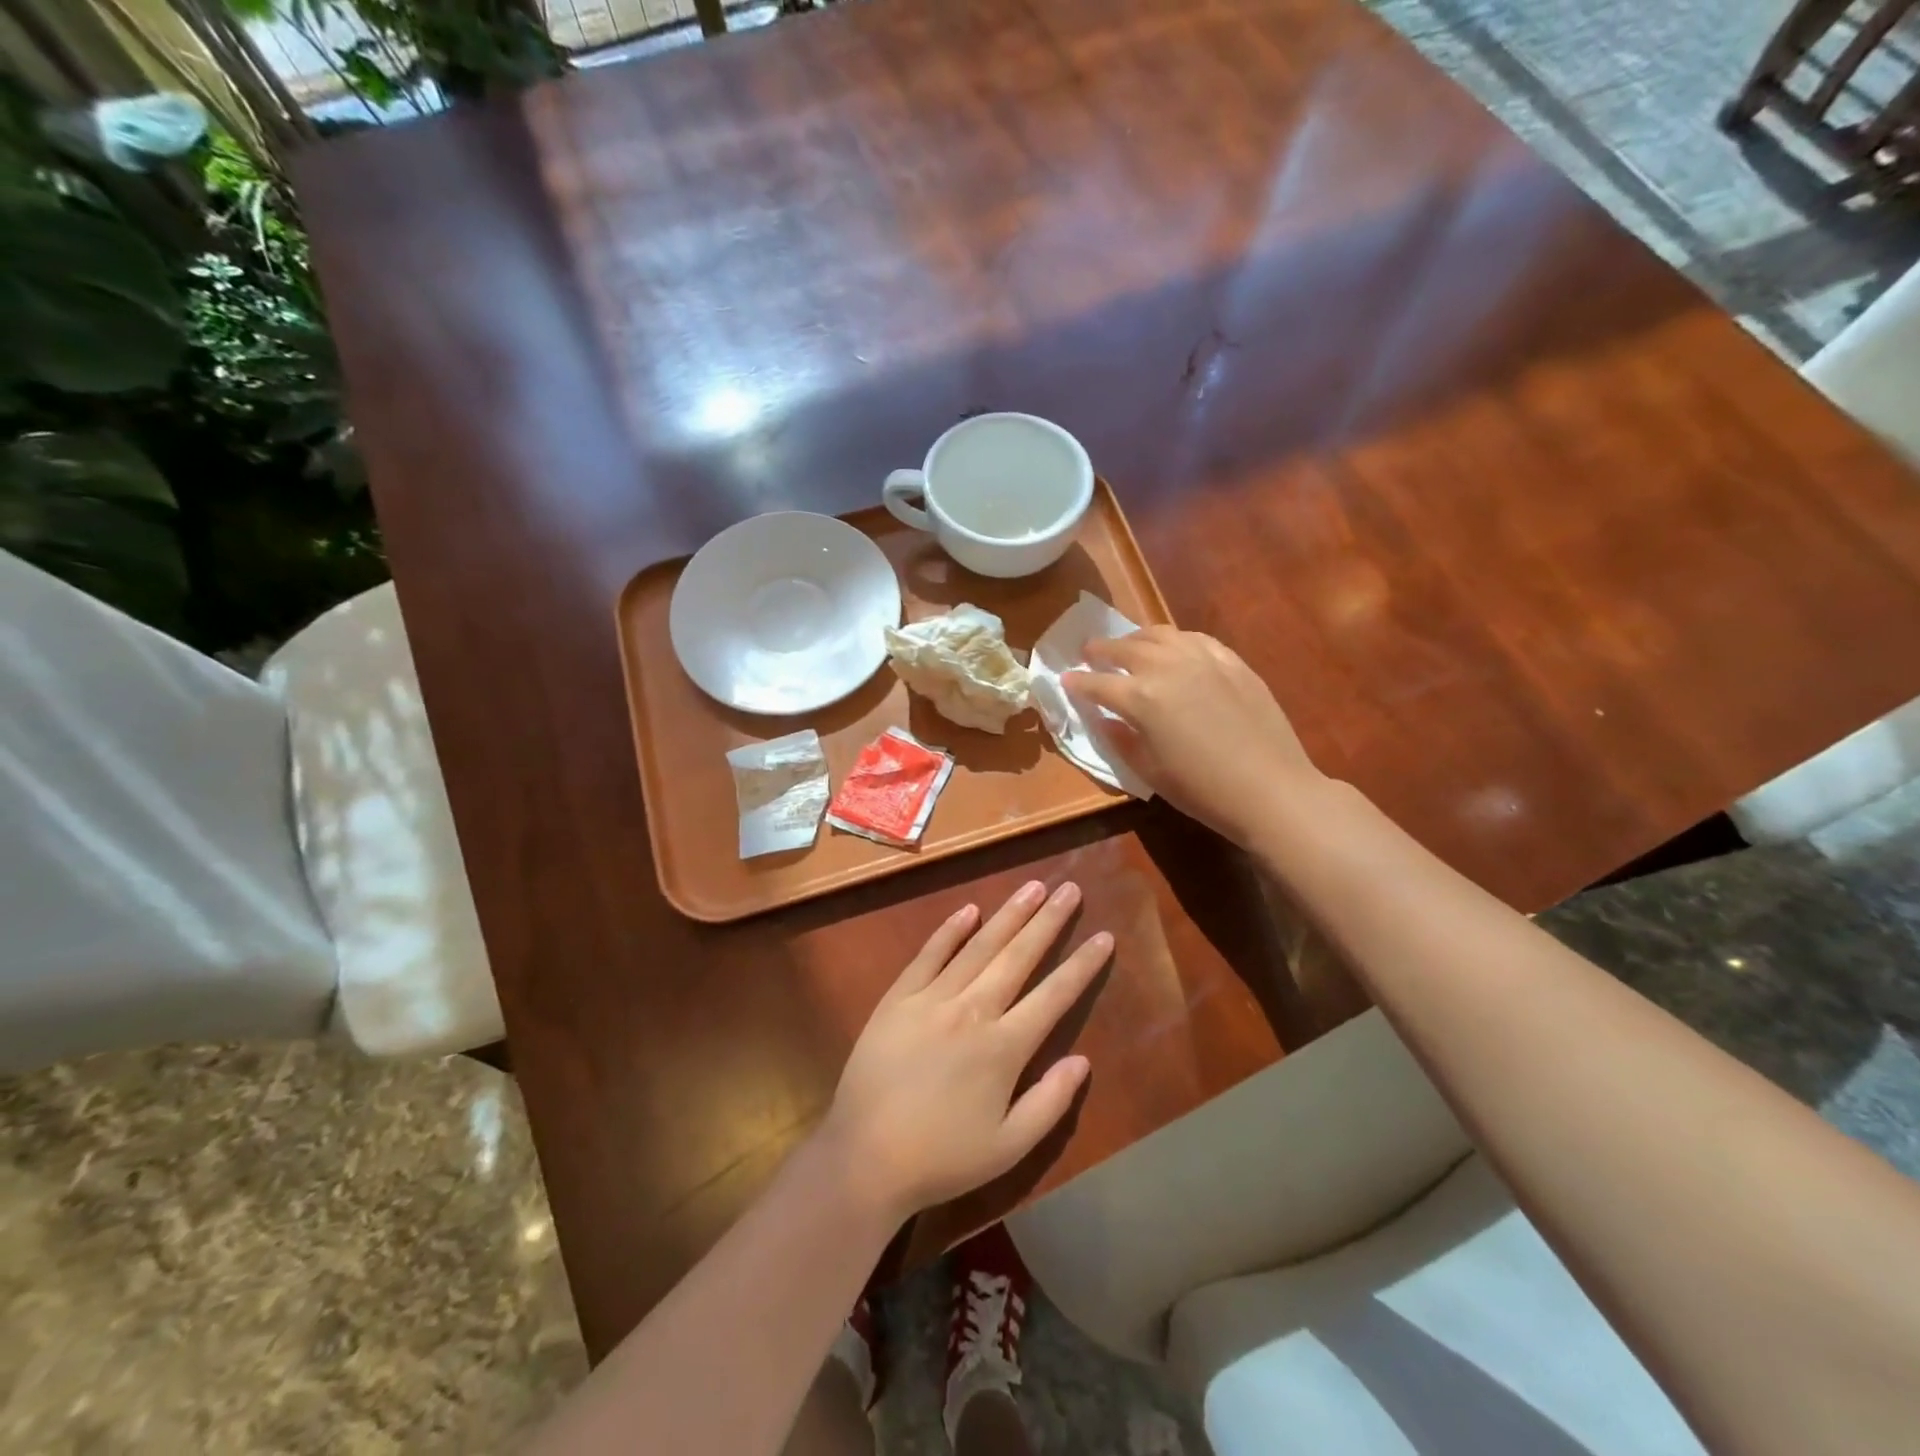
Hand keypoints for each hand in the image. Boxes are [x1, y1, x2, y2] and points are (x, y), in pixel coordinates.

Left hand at [820, 881, 1110, 1223]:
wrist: (864, 1157)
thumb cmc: (942, 1158)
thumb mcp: (1009, 1148)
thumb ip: (1050, 1103)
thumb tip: (1082, 1060)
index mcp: (1004, 1048)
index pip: (1054, 996)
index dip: (1081, 965)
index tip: (1104, 936)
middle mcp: (972, 1011)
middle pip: (1018, 957)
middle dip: (1048, 921)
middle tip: (1071, 889)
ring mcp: (932, 999)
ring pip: (979, 947)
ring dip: (1008, 915)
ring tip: (1033, 886)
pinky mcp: (898, 998)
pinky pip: (929, 955)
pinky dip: (950, 931)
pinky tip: (969, 910)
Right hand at [1063, 626, 1323, 847]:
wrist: (1270, 789)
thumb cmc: (1202, 790)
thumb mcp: (1149, 771)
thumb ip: (1120, 739)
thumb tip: (1104, 718)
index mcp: (1140, 697)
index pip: (1097, 683)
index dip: (1077, 682)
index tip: (1065, 680)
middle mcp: (1167, 667)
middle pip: (1124, 648)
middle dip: (1101, 650)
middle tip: (1089, 653)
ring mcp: (1203, 659)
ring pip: (1159, 635)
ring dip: (1136, 638)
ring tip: (1128, 644)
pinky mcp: (1232, 662)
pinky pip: (1194, 639)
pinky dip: (1174, 640)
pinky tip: (1173, 648)